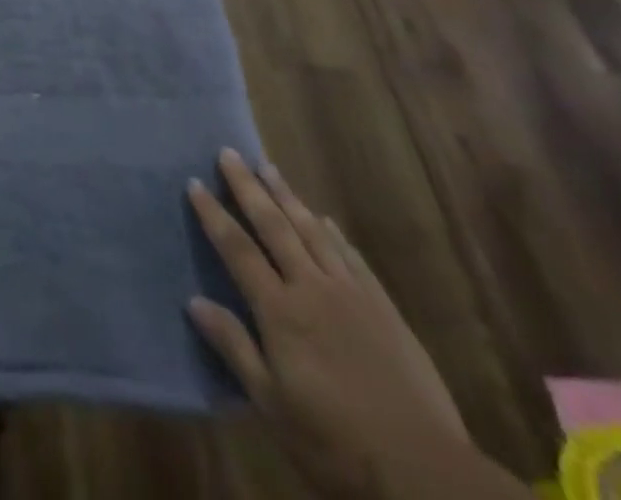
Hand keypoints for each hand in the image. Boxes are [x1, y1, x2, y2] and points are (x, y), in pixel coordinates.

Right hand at [187, 150, 498, 499]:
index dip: (214, 214)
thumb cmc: (336, 443)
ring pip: (312, 231)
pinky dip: (333, 233)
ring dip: (287, 196)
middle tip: (229, 153)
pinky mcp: (384, 309)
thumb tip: (194, 301)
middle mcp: (312, 288)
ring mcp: (351, 295)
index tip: (195, 182)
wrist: (426, 474)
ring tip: (269, 167)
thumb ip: (234, 347)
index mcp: (280, 311)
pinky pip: (351, 257)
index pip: (237, 249)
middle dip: (248, 187)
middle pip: (273, 226)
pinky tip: (324, 219)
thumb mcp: (273, 405)